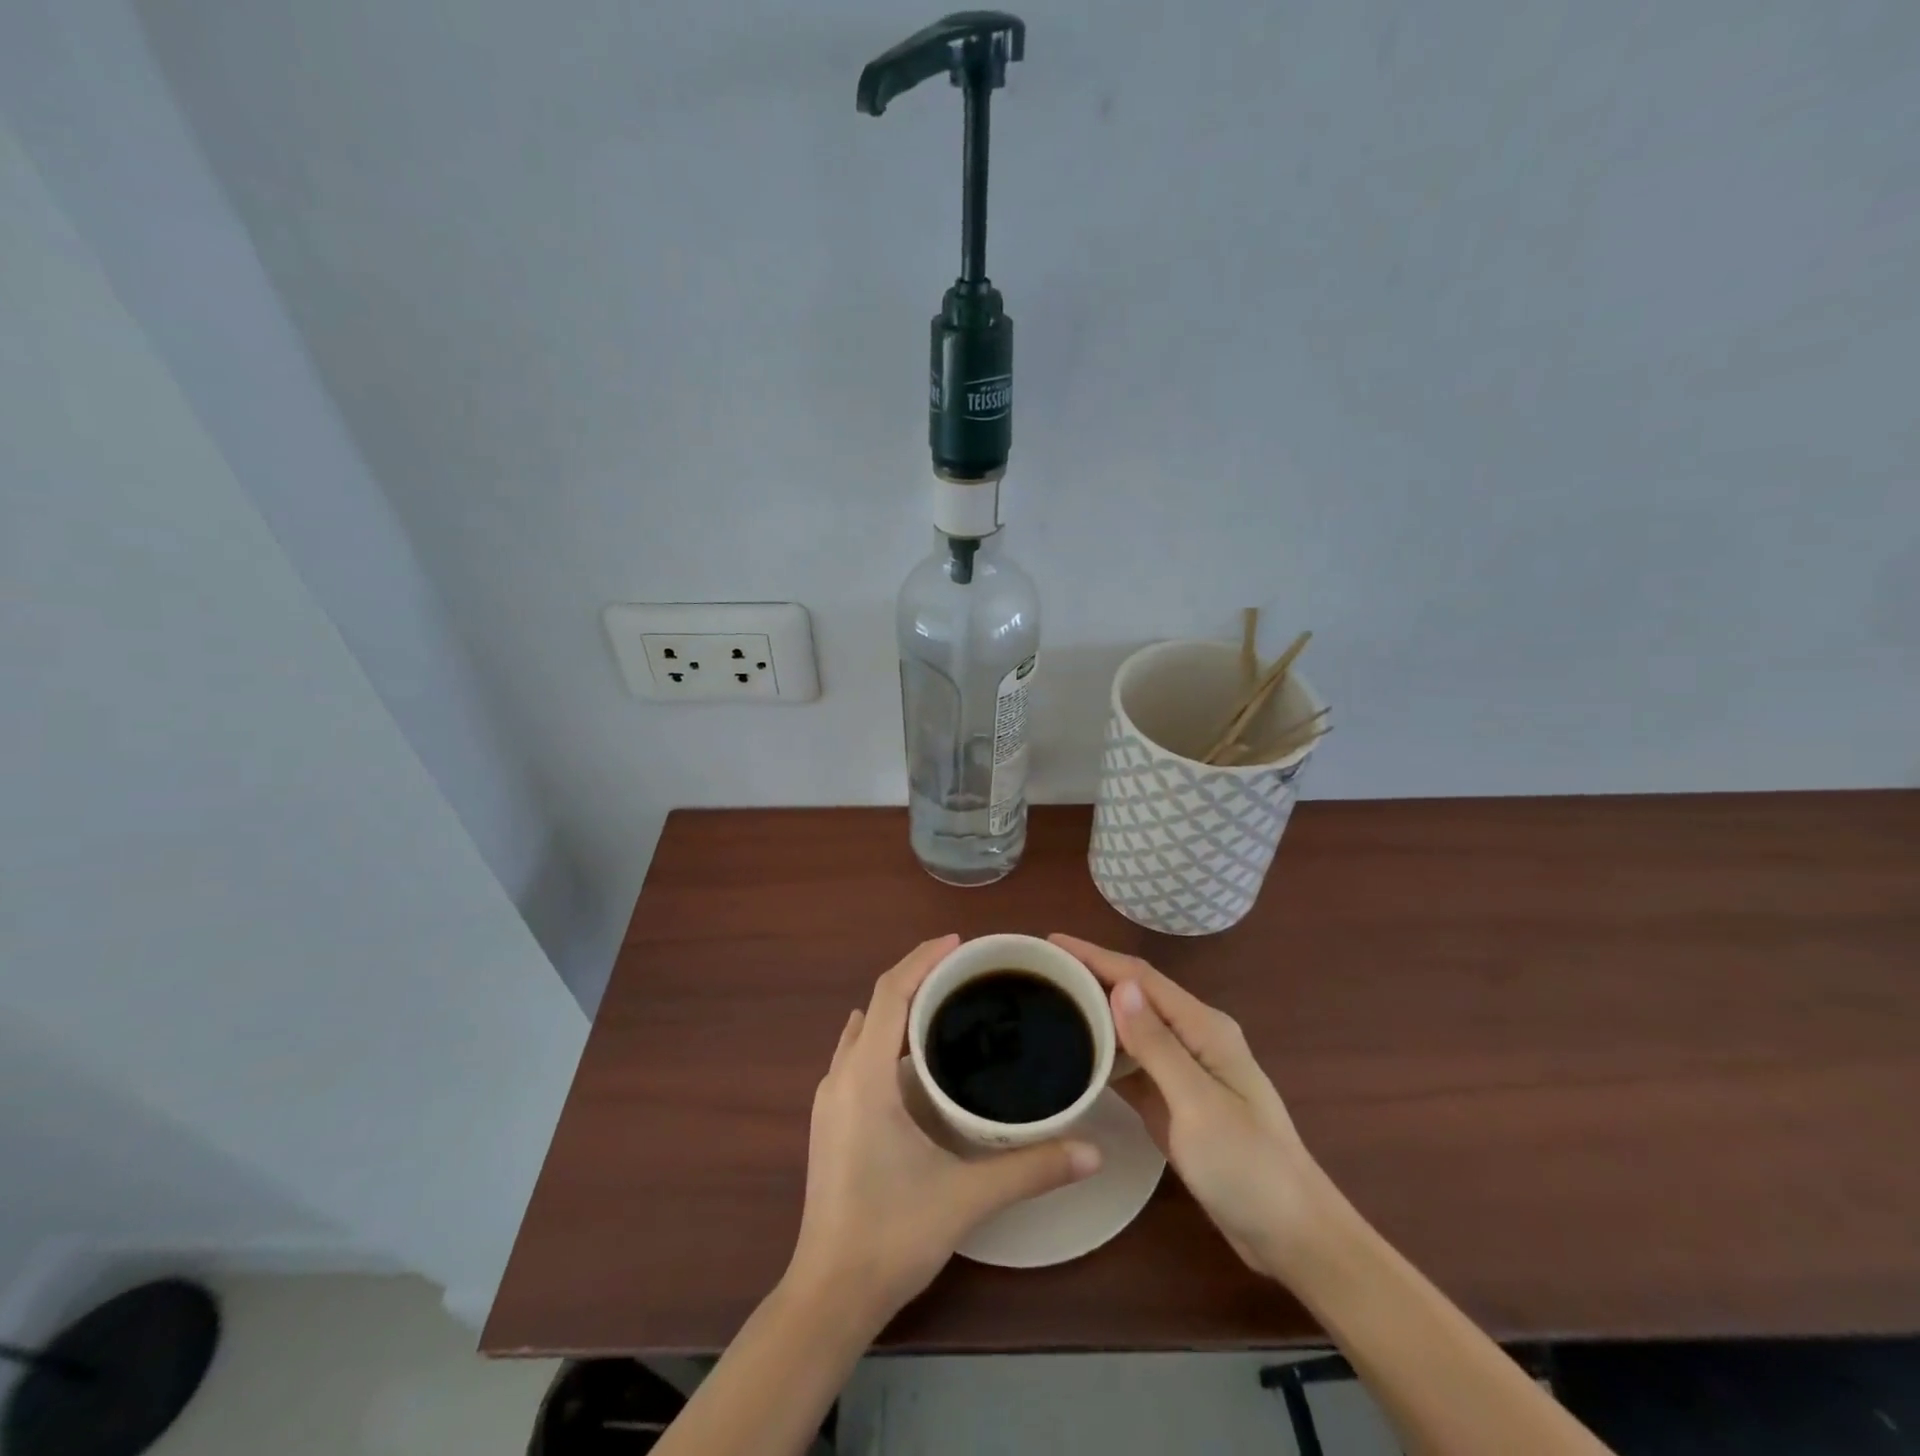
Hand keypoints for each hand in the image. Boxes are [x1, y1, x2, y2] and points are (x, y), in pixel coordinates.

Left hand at [787, 935, 1102, 1328]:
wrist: (829, 1296)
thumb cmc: (892, 1236)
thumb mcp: (967, 1198)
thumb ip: (1032, 1169)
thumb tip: (1093, 1150)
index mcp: (866, 1077)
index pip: (891, 994)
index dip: (923, 959)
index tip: (960, 944)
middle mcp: (841, 1076)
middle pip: (877, 1003)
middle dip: (918, 976)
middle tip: (966, 970)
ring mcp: (830, 1098)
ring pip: (864, 1028)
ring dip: (899, 1005)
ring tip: (946, 1002)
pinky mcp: (830, 1119)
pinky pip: (857, 1053)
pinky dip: (885, 1034)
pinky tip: (914, 1055)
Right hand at [1051, 934, 1336, 1284]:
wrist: (1292, 1237)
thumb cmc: (1249, 1168)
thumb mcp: (1198, 1105)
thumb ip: (1158, 1046)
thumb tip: (1121, 986)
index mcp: (1203, 1028)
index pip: (1140, 978)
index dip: (1095, 955)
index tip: (1051, 942)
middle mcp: (1193, 1039)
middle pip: (1134, 996)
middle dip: (1090, 977)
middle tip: (1039, 973)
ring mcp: (1184, 1071)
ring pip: (1130, 1029)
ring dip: (1094, 1013)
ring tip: (1048, 1004)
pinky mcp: (1175, 1101)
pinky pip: (1132, 1065)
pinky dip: (1104, 1054)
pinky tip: (1075, 1055)